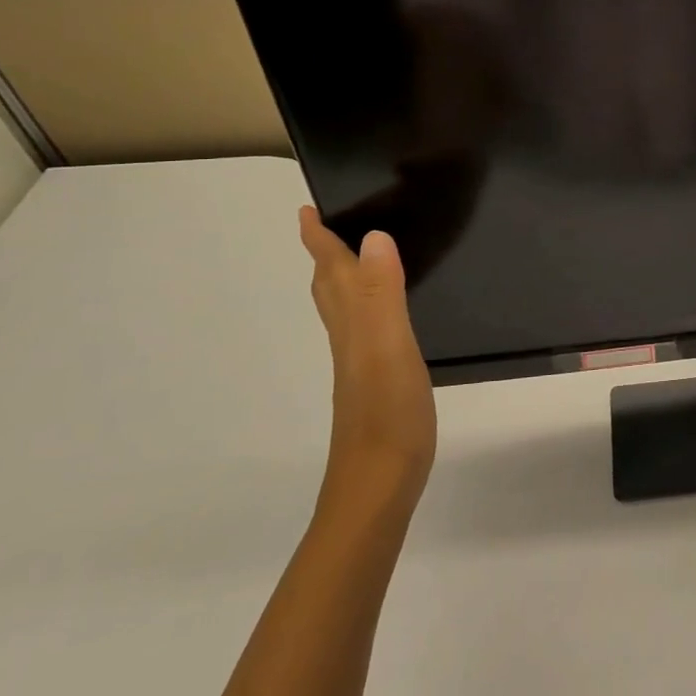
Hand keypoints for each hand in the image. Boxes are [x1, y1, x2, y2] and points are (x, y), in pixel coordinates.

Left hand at [299, 208, 437, 503]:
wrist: (378, 485)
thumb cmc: (387, 413)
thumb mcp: (389, 346)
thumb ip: (382, 293)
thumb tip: (373, 236)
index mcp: (352, 324)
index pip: (331, 272)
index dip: (319, 240)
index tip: (306, 210)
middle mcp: (349, 339)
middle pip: (329, 289)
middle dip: (325, 256)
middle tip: (327, 227)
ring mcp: (359, 364)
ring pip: (344, 310)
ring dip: (344, 280)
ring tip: (356, 259)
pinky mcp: (375, 383)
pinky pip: (365, 331)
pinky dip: (368, 309)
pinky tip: (384, 318)